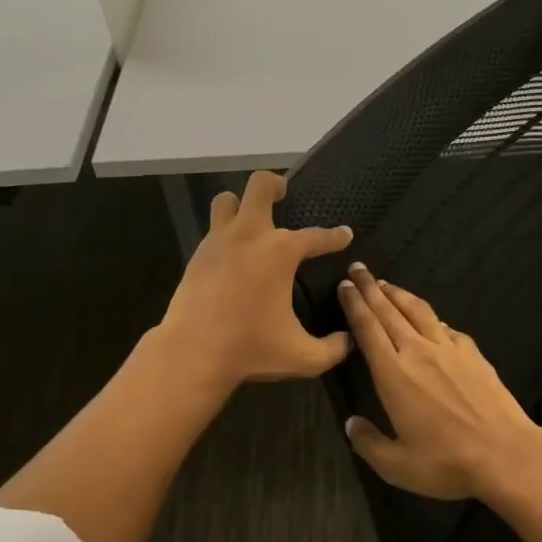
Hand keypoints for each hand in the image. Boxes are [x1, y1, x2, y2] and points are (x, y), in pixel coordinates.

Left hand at [158, 170, 353, 390]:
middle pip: (260, 186)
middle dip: (275, 185)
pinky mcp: (197, 255)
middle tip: (284, 196)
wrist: (193, 352)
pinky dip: (226, 233)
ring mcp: (219, 241)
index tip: (344, 234)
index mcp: (281, 252)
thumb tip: (348, 340)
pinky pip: (213, 229)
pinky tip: (233, 254)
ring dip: (241, 204)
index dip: (335, 236)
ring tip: (252, 220)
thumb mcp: (303, 356)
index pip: (317, 237)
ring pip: (227, 200)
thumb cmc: (251, 349)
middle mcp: (250, 235)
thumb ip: (332, 349)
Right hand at [336, 264, 541, 500]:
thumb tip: (350, 424)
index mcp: (393, 374)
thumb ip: (368, 443)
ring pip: (418, 311)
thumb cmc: (446, 462)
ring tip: (386, 284)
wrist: (505, 454)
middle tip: (358, 269)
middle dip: (370, 288)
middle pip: (389, 311)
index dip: (354, 305)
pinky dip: (432, 318)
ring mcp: (449, 349)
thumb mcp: (397, 465)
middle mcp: (418, 352)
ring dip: (399, 294)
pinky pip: (447, 327)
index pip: (368, 328)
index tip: (345, 286)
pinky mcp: (473, 354)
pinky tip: (432, 320)